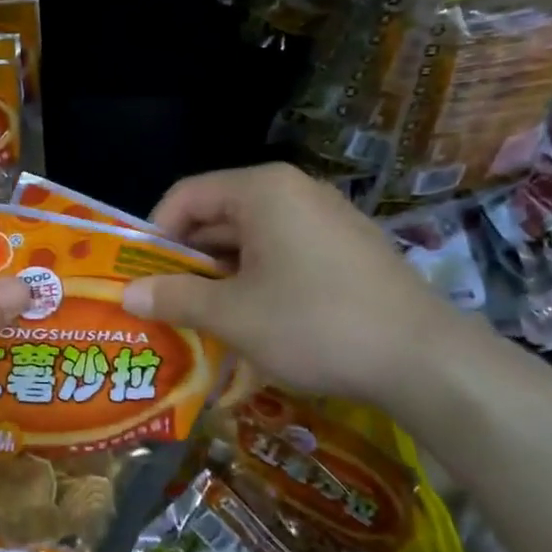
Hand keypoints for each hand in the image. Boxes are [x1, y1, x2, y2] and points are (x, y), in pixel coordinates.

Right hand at [121, 164, 461, 406]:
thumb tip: (126, 295)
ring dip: (219, 277)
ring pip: (251, 241)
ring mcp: (326, 220)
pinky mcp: (346, 250)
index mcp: (262, 191)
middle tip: (163, 303)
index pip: (186, 196)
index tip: (140, 276)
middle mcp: (294, 193)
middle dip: (186, 261)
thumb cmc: (314, 324)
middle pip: (219, 217)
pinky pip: (283, 256)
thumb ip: (175, 298)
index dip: (154, 234)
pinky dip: (256, 283)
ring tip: (200, 320)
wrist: (424, 359)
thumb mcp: (232, 315)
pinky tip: (250, 323)